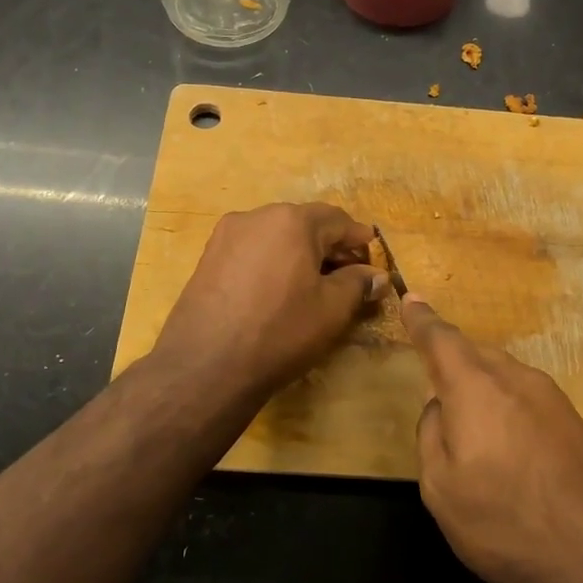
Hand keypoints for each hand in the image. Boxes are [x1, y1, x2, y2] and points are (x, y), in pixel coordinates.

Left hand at [153, 202, 389, 404]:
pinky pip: (252, 252)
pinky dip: (272, 263)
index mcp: (292, 220)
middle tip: (348, 276)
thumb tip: (377, 276)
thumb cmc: (280, 331)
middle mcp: (257, 216)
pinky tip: (278, 291)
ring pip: (276, 237)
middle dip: (329, 247)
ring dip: (299, 255)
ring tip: (313, 286)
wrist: (205, 366)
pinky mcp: (207, 258)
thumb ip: (358, 284)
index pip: (338, 220)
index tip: (373, 262)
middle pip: (304, 224)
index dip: (359, 240)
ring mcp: (226, 236)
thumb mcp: (331, 310)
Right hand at [402, 297, 582, 582]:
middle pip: (475, 354)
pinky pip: (526, 398)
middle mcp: (515, 378)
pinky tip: (507, 448)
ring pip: (503, 375)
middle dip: (451, 362)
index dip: (422, 320)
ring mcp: (551, 398)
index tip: (410, 298)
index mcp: (475, 386)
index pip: (441, 339)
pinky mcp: (575, 422)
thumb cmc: (508, 523)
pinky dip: (506, 407)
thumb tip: (440, 408)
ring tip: (470, 428)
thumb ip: (431, 436)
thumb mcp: (442, 489)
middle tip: (435, 386)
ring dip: (481, 388)